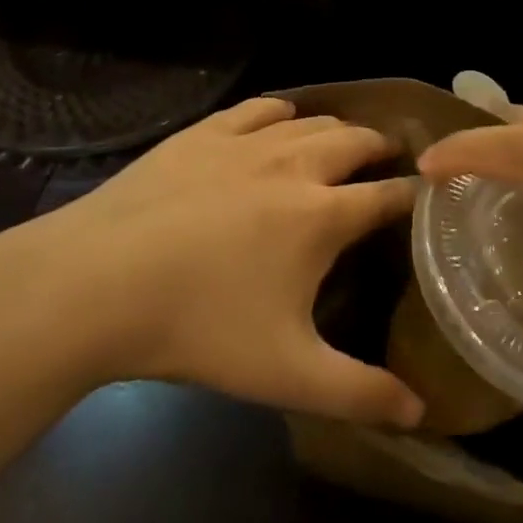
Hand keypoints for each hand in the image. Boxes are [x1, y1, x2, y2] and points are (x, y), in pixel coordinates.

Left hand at [0, 97, 424, 427]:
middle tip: (390, 159)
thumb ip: (360, 394)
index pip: (389, 196)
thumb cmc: (197, 328)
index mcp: (323, 215)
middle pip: (357, 141)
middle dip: (382, 148)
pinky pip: (257, 109)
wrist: (93, 285)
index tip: (429, 196)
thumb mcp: (286, 374)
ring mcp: (245, 144)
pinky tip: (280, 120)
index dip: (415, 196)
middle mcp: (295, 166)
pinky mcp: (202, 134)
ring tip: (345, 141)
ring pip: (311, 121)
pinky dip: (282, 113)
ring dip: (338, 129)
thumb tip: (421, 413)